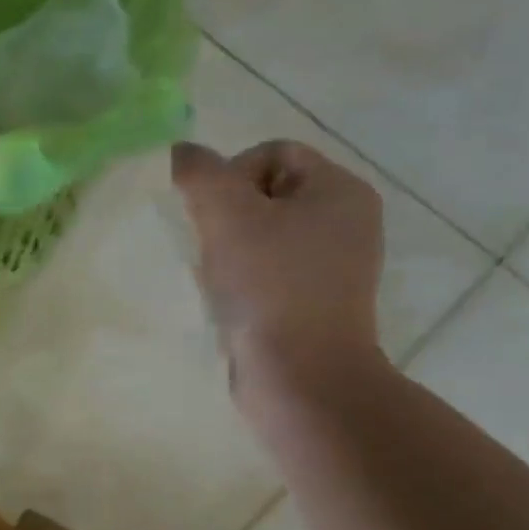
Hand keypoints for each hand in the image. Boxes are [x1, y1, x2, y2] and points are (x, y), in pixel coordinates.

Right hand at [172, 139, 386, 405]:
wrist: (301, 377)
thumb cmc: (270, 286)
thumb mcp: (227, 215)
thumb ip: (199, 172)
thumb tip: (181, 153)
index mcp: (340, 190)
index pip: (273, 152)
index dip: (231, 175)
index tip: (213, 217)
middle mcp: (347, 222)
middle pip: (267, 193)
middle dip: (228, 215)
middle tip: (213, 248)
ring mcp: (334, 266)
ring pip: (264, 235)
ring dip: (230, 249)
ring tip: (220, 278)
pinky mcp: (316, 303)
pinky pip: (270, 271)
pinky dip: (244, 279)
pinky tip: (230, 301)